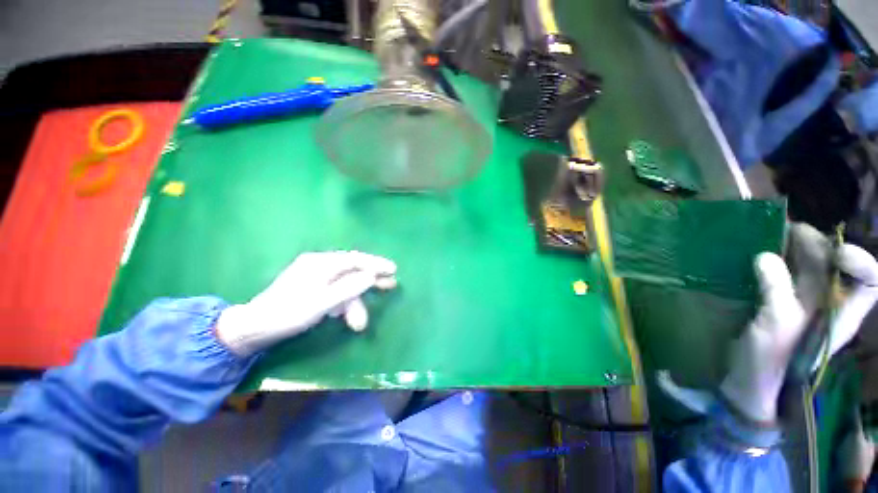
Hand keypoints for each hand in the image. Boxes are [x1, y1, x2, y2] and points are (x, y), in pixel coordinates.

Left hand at [216, 251, 397, 355]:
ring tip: (359, 325)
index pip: (356, 259)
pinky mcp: (313, 286)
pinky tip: (342, 316)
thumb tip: (371, 276)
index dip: (376, 264)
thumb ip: (348, 289)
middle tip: (391, 285)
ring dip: (354, 303)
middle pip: (353, 270)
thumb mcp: (321, 304)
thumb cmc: (288, 314)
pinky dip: (343, 304)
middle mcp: (320, 264)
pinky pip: (336, 291)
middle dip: (371, 280)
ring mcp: (316, 275)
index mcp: (321, 263)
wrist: (254, 328)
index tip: (393, 269)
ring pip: (345, 285)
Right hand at [660, 224, 877, 422]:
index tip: (836, 252)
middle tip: (786, 231)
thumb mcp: (778, 328)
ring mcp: (802, 300)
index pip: (868, 281)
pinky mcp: (777, 299)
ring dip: (791, 246)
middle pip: (832, 263)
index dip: (860, 261)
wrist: (749, 380)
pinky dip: (772, 258)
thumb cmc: (772, 361)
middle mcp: (828, 302)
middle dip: (815, 243)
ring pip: (806, 263)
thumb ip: (776, 290)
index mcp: (841, 313)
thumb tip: (764, 256)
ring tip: (769, 234)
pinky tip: (757, 253)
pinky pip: (782, 271)